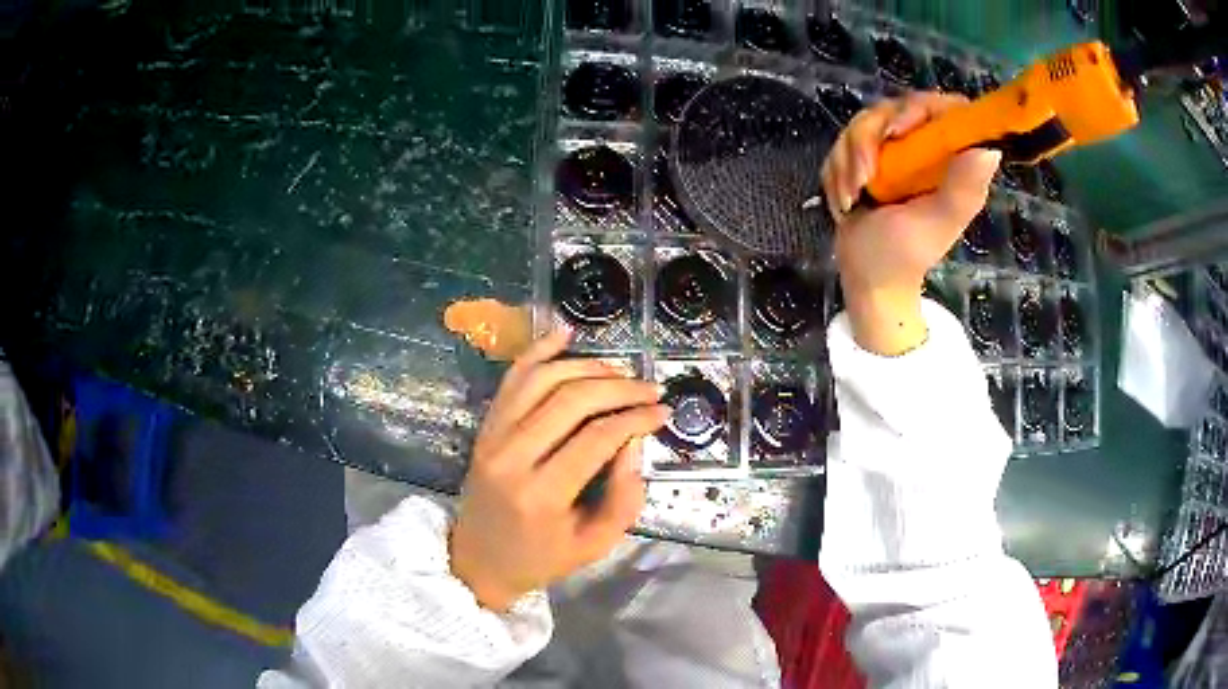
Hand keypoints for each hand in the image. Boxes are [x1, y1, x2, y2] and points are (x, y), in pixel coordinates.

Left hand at [449, 328, 669, 611]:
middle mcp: (513, 456)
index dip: (636, 418)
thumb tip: (634, 442)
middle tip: (649, 388)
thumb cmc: (541, 558)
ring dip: (587, 366)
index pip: (598, 437)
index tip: (663, 412)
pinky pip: (513, 378)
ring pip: (543, 379)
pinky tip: (566, 332)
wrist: (479, 560)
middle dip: (619, 387)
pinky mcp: (485, 427)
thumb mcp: (595, 545)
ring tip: (620, 372)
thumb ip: (624, 498)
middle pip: (572, 399)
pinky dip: (539, 350)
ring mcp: (493, 436)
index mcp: (543, 494)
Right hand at [820, 92, 1001, 354]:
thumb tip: (990, 149)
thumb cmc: (904, 255)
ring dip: (848, 160)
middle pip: (894, 109)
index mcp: (950, 161)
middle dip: (867, 140)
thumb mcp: (936, 222)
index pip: (945, 109)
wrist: (867, 278)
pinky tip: (845, 200)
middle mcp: (925, 149)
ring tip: (852, 197)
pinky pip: (844, 143)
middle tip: (863, 177)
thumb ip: (961, 189)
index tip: (896, 132)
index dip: (920, 109)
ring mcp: (894, 152)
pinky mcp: (867, 158)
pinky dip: (837, 172)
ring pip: (863, 124)